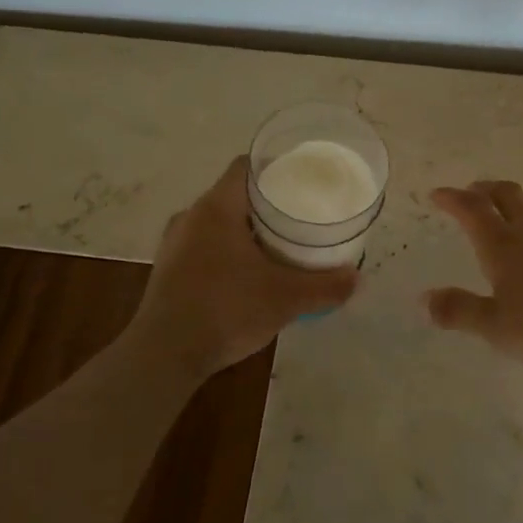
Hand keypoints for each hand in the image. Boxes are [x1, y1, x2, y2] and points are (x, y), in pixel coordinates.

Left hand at [130, 156, 358, 378]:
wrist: (165, 355)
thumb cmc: (226, 310)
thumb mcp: (286, 298)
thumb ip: (325, 286)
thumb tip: (357, 278)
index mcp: (216, 208)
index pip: (245, 167)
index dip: (274, 167)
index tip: (300, 179)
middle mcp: (190, 217)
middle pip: (233, 195)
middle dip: (266, 204)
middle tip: (298, 217)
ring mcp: (173, 245)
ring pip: (217, 224)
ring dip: (245, 231)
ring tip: (277, 246)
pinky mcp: (167, 271)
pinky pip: (203, 248)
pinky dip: (227, 253)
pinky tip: (247, 276)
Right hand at [425, 180, 522, 368]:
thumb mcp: (498, 327)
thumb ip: (460, 311)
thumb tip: (424, 298)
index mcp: (502, 244)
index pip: (471, 209)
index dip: (451, 198)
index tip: (437, 194)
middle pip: (505, 194)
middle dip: (483, 189)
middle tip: (471, 192)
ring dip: (515, 202)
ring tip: (508, 212)